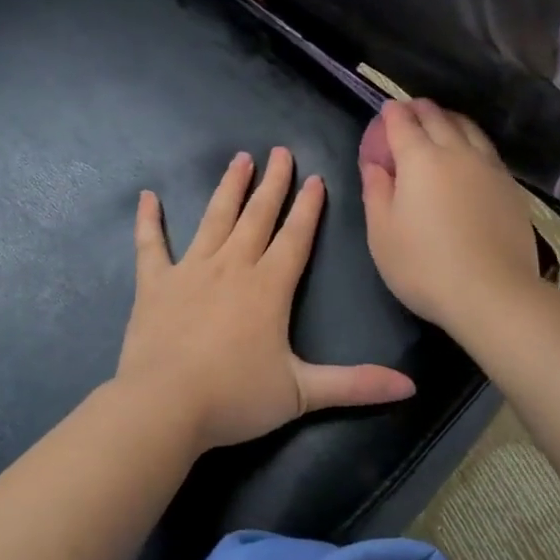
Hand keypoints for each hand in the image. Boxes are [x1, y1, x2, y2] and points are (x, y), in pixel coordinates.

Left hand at [117, 147, 416, 451]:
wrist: (163, 407)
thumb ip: (356, 385)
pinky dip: (149, 220)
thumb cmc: (234, 398)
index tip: (316, 178)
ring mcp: (190, 270)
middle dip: (273, 183)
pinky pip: (151, 244)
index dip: (308, 208)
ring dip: (229, 188)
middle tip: (280, 152)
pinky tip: (148, 197)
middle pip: (258, 216)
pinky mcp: (155, 284)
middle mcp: (232, 266)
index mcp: (269, 286)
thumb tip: (411, 387)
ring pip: (215, 218)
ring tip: (240, 159)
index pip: (296, 237)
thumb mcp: (303, 394)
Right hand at [359, 99, 542, 337]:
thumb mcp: (382, 234)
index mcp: (420, 159)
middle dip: (420, 109)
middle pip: (438, 118)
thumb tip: (375, 165)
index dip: (392, 114)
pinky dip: (472, 140)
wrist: (492, 292)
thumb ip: (376, 192)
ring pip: (469, 129)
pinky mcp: (510, 187)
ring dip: (450, 119)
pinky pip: (487, 150)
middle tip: (410, 110)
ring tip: (442, 122)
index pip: (403, 123)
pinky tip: (471, 154)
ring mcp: (489, 167)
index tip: (387, 110)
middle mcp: (457, 152)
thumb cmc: (424, 266)